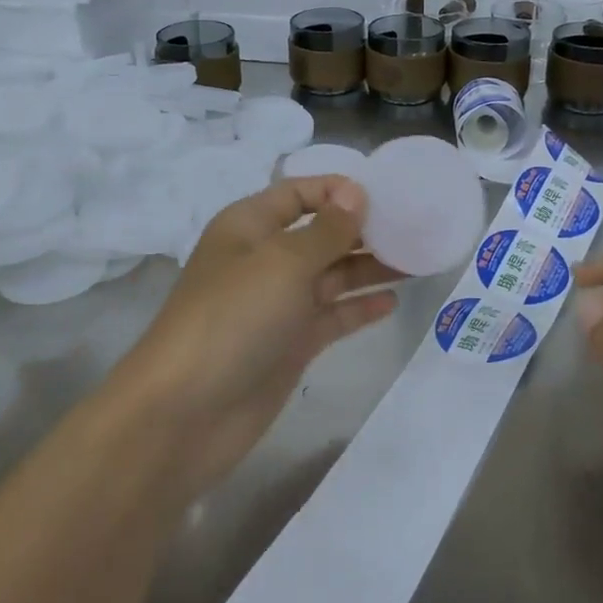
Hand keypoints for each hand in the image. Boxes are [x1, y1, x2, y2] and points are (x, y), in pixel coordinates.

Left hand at [112, 176, 400, 497]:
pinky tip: (392, 301)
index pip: (297, 193)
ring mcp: (278, 305)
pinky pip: (331, 316)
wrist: (185, 413)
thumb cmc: (232, 318)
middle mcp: (264, 260)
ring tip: (417, 260)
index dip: (337, 190)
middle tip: (415, 228)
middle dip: (363, 229)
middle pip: (320, 234)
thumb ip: (325, 230)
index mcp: (249, 227)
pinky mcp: (289, 344)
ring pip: (331, 275)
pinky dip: (359, 308)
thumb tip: (355, 193)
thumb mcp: (282, 262)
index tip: (385, 196)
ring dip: (370, 267)